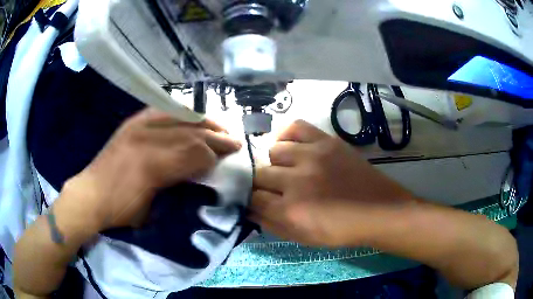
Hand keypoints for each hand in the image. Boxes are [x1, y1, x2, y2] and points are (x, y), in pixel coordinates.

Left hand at [55, 108, 241, 232]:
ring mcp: (137, 127)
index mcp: (152, 167)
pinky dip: (179, 112)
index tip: (229, 156)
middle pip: (189, 133)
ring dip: (202, 121)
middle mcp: (146, 140)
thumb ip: (176, 188)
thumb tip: (198, 174)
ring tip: (218, 124)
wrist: (90, 195)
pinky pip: (160, 111)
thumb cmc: (120, 210)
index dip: (214, 154)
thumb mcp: (151, 209)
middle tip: (233, 139)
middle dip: (215, 136)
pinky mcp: (131, 124)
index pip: (193, 153)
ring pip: (177, 117)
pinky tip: (190, 114)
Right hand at [250, 120, 414, 246]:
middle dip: (263, 184)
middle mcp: (297, 180)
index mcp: (291, 210)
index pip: (253, 198)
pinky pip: (296, 126)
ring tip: (286, 169)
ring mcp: (312, 156)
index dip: (253, 200)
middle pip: (260, 174)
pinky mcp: (327, 141)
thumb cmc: (340, 230)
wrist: (377, 210)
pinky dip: (286, 134)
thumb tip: (249, 208)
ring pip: (273, 150)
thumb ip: (270, 224)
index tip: (259, 201)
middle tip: (274, 188)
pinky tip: (289, 145)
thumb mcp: (302, 238)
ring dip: (275, 163)